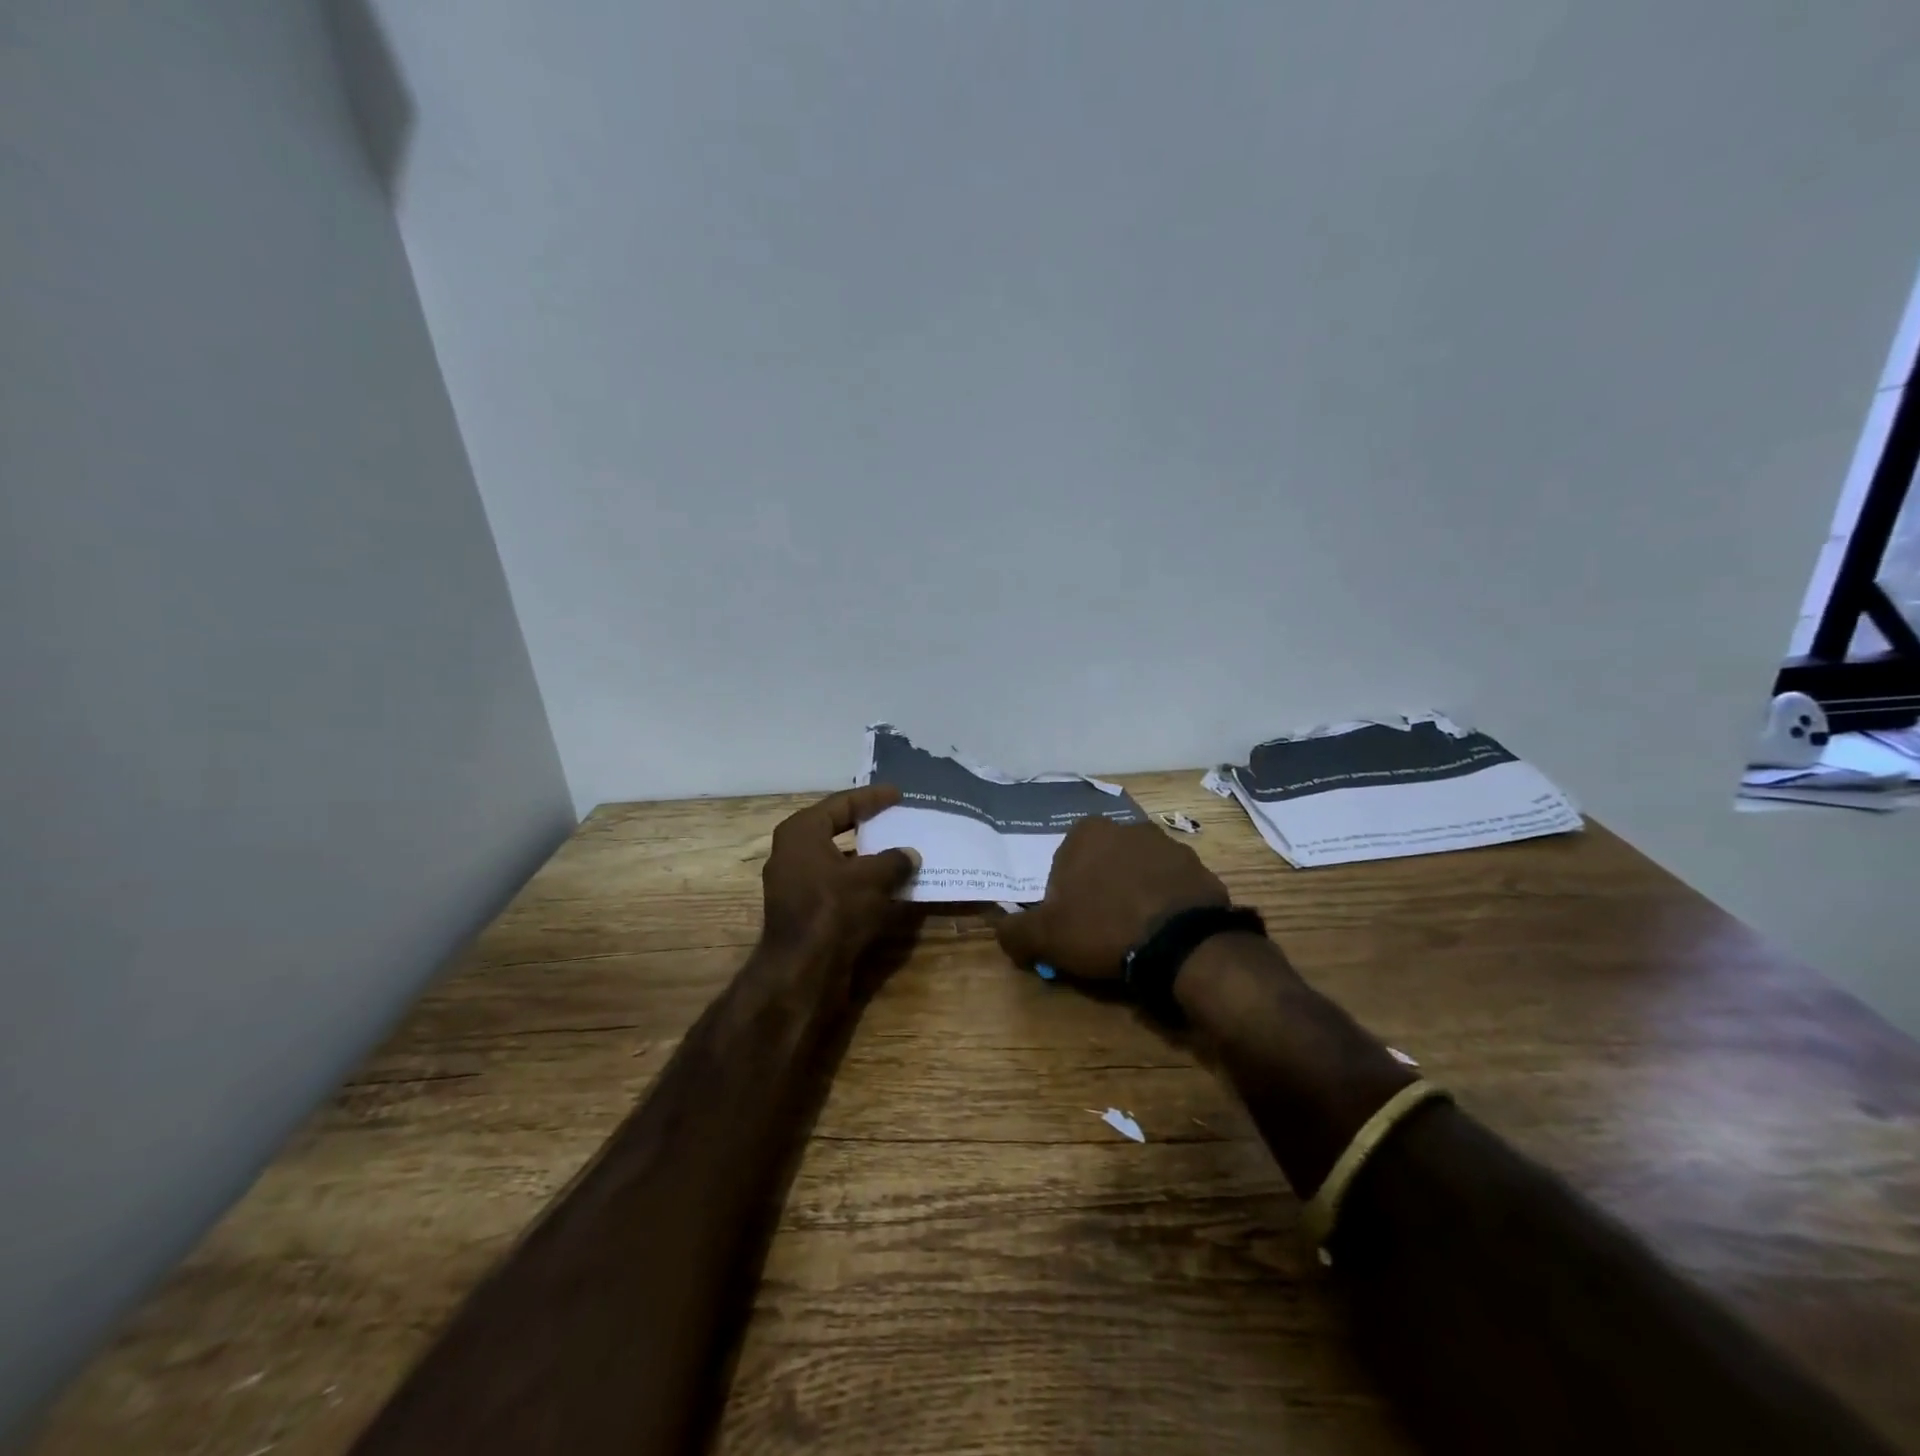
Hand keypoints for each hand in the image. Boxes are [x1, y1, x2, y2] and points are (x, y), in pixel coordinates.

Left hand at [760, 785, 921, 967]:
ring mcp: (795, 882)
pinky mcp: (804, 908)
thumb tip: (911, 854)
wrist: (802, 970)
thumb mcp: (871, 878)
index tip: (898, 794)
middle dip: (868, 823)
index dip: (872, 797)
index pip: (841, 803)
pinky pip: (837, 882)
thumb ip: (894, 860)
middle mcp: (792, 851)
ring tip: (899, 850)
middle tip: (896, 816)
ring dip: (867, 855)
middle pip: (836, 828)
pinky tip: (887, 884)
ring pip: (838, 858)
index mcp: (801, 832)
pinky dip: (861, 880)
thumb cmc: (833, 910)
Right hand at [995, 817, 1228, 978]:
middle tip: (1100, 932)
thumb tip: (1002, 930)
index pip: (1063, 864)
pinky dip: (1164, 904)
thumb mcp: (1045, 937)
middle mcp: (1128, 827)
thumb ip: (1015, 931)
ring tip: (1134, 935)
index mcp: (1087, 832)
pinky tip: (1162, 933)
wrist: (1181, 944)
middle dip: (1099, 892)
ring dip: (1132, 894)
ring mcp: (1169, 845)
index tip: (1070, 926)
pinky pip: (1171, 887)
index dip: (1062, 897)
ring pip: (1137, 872)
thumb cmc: (1103, 928)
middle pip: (1101, 864)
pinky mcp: (1199, 868)